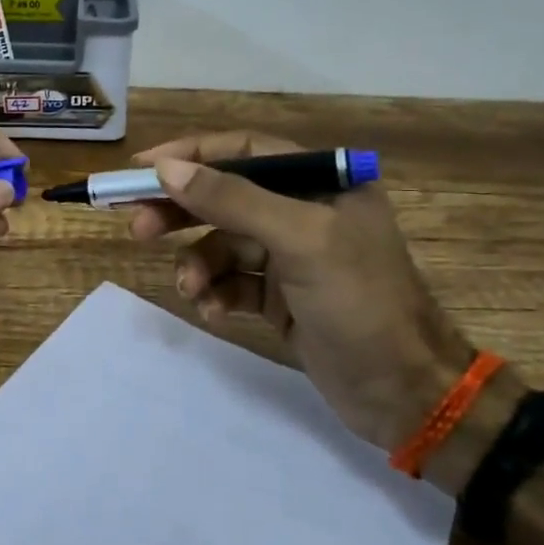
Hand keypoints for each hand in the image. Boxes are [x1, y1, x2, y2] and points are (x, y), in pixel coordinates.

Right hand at [126, 132, 479, 457]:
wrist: (405, 393)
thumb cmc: (360, 302)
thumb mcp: (300, 241)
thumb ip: (233, 200)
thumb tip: (167, 169)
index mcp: (320, 181)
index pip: (242, 151)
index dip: (190, 155)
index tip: (140, 169)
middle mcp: (304, 211)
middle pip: (225, 196)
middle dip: (182, 212)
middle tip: (138, 227)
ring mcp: (292, 256)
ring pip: (223, 244)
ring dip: (199, 263)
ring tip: (189, 288)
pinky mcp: (282, 297)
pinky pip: (233, 282)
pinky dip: (217, 293)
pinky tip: (212, 311)